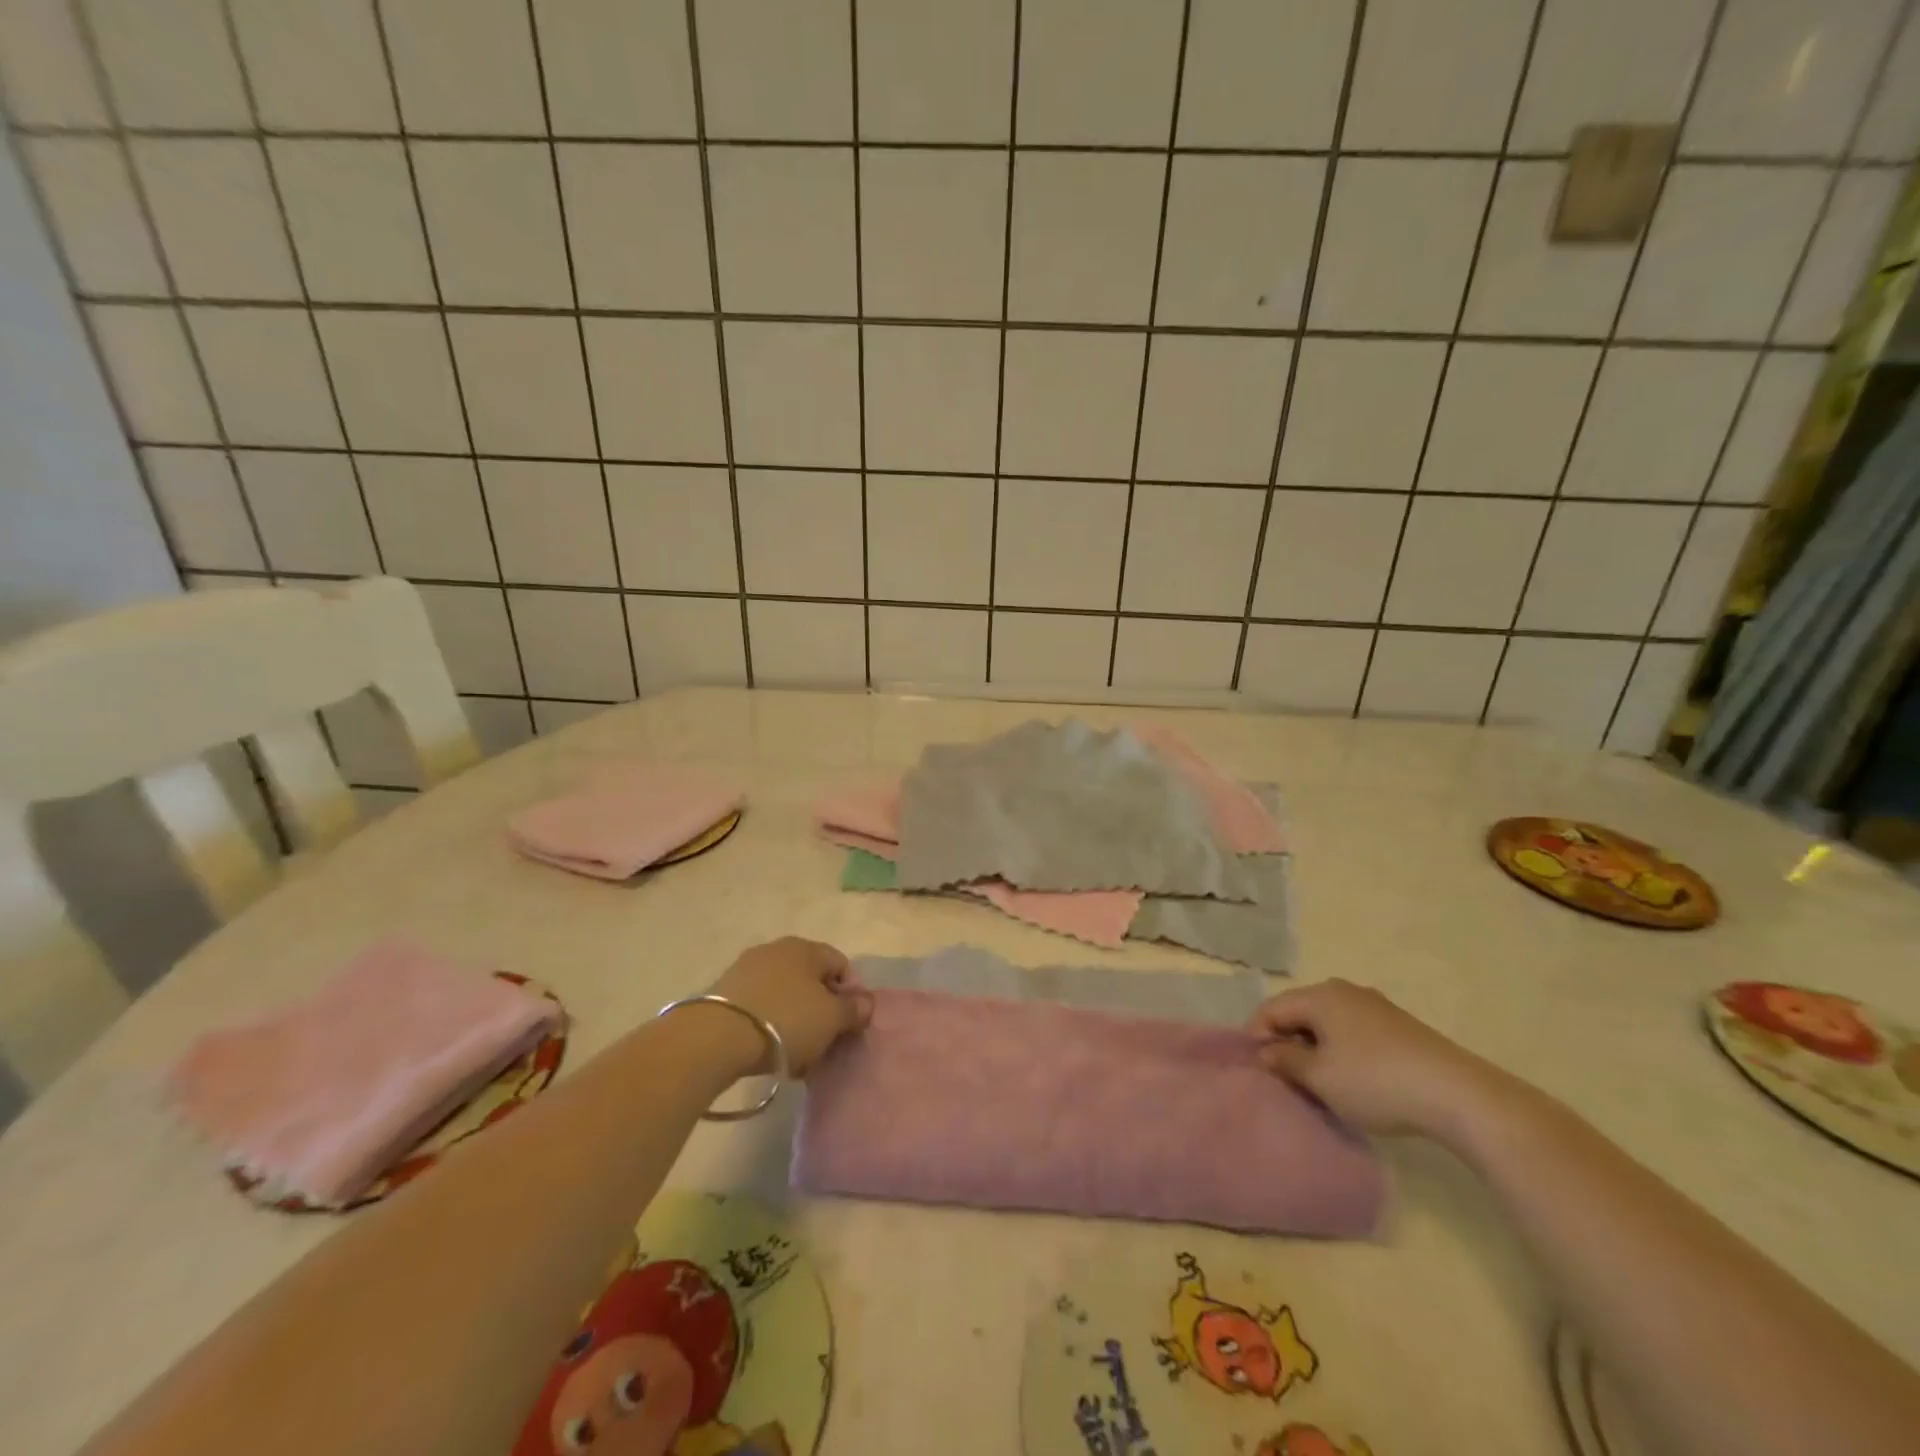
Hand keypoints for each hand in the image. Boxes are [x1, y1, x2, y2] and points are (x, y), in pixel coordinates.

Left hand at [711, 937, 870, 1074]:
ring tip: (795, 1054)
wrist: (715, 1038)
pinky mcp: (724, 992)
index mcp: (805, 947)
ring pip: (784, 994)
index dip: (850, 994)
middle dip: (821, 1010)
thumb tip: (865, 1002)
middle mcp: (775, 949)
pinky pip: (759, 1006)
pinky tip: (768, 1051)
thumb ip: (853, 1009)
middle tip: (823, 1042)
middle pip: (811, 979)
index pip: (840, 964)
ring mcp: (746, 969)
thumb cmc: (785, 1020)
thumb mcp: (830, 1018)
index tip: (847, 1025)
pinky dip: (769, 1025)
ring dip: (795, 1020)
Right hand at [1247, 979, 1507, 1141]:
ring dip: (1315, 1047)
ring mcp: (1376, 1006)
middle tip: (1282, 1075)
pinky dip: (1342, 1050)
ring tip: (1315, 1079)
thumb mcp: (1320, 1077)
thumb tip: (1267, 1051)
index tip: (1255, 1067)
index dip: (1256, 1035)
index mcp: (1320, 996)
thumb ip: (1286, 1061)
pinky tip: (1351, 1078)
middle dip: (1286, 1040)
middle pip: (1300, 1011)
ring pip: (1328, 1022)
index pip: (1272, 1008)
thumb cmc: (1375, 1082)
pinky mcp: (1400, 1026)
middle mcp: (1345, 991)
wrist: (1459, 1095)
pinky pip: (1353, 1031)